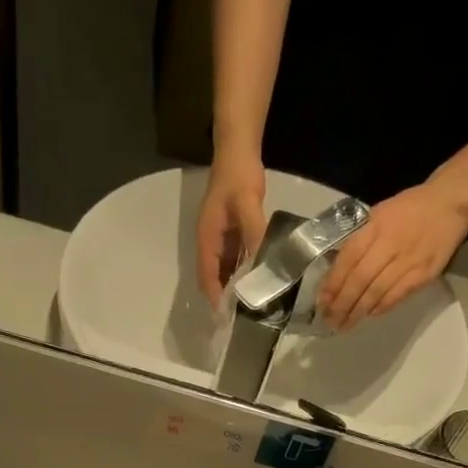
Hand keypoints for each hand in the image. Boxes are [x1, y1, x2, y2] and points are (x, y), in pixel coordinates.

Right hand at [195, 154, 268, 304]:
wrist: (237, 149)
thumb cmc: (238, 175)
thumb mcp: (247, 203)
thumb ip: (254, 232)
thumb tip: (260, 263)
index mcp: (206, 239)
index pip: (207, 277)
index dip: (215, 297)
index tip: (227, 317)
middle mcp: (209, 243)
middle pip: (213, 278)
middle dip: (224, 298)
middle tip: (243, 317)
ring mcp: (219, 239)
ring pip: (224, 271)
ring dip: (234, 287)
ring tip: (251, 305)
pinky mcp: (230, 234)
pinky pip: (234, 260)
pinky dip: (242, 273)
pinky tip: (257, 280)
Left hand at [317, 182, 467, 330]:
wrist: (451, 202)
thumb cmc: (409, 209)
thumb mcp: (378, 215)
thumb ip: (359, 241)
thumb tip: (336, 272)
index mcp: (375, 226)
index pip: (347, 260)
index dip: (332, 284)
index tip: (322, 303)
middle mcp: (390, 244)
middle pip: (359, 280)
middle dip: (342, 304)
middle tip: (330, 321)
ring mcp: (408, 260)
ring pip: (376, 292)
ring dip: (358, 311)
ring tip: (345, 325)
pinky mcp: (424, 273)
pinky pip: (397, 295)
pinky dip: (381, 307)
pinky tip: (370, 314)